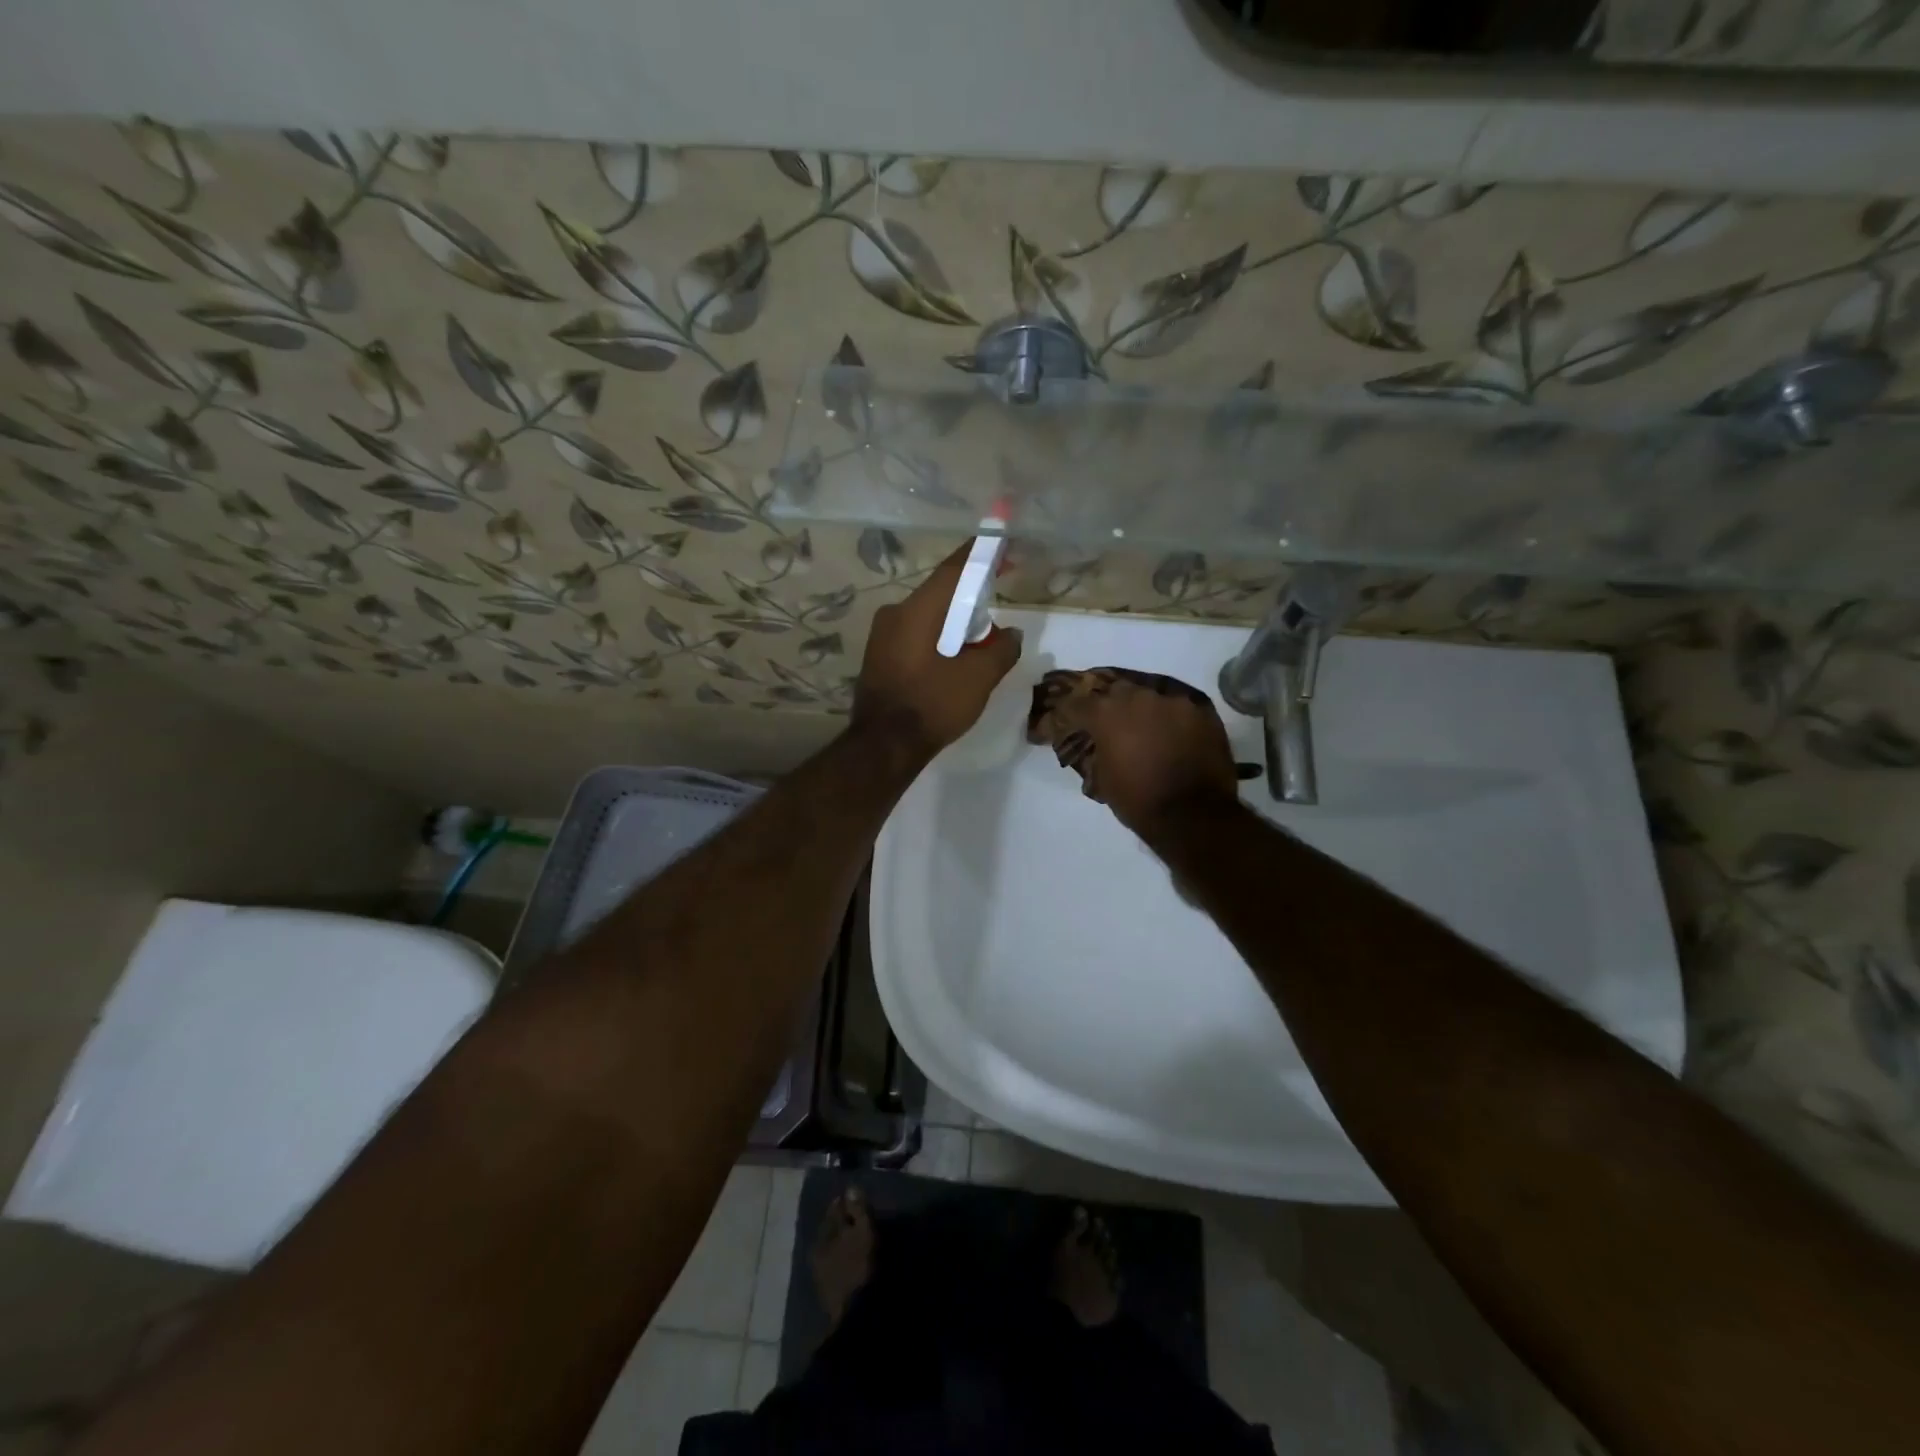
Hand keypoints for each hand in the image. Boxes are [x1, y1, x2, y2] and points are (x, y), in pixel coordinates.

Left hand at [853, 542, 1021, 756]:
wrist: (883, 747)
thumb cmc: (932, 705)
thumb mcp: (978, 679)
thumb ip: (1000, 650)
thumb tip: (1011, 634)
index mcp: (918, 610)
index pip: (953, 570)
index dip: (980, 555)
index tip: (1000, 546)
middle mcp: (894, 614)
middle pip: (940, 594)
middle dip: (970, 597)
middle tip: (995, 606)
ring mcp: (881, 636)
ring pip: (927, 616)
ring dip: (953, 623)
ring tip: (978, 642)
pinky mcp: (878, 656)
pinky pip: (914, 635)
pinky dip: (937, 638)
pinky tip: (952, 659)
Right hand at [1076, 678, 1240, 835]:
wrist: (1192, 816)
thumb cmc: (1138, 801)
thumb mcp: (1103, 779)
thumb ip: (1098, 752)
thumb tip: (1101, 745)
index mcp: (1107, 714)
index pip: (1078, 703)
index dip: (1071, 714)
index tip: (1068, 721)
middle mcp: (1138, 698)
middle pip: (1117, 692)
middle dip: (1112, 707)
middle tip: (1113, 726)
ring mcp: (1173, 702)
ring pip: (1152, 699)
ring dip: (1145, 713)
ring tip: (1148, 732)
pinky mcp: (1202, 713)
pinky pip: (1180, 711)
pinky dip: (1173, 722)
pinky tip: (1175, 738)